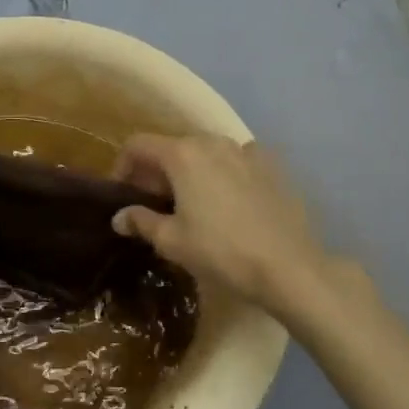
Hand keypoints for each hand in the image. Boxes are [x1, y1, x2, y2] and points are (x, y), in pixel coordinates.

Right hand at [110, 134, 336, 321]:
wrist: (288, 266)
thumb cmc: (221, 252)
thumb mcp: (172, 241)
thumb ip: (141, 221)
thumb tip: (119, 216)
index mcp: (182, 155)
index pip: (138, 145)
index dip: (122, 166)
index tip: (123, 192)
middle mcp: (212, 142)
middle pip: (172, 146)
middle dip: (157, 170)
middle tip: (154, 203)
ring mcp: (245, 150)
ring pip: (205, 152)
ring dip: (190, 170)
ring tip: (192, 202)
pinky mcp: (271, 165)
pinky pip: (237, 160)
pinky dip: (225, 173)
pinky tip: (230, 200)